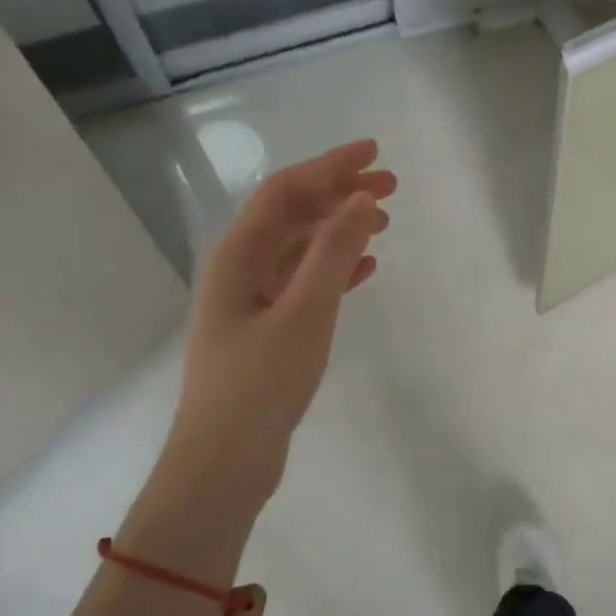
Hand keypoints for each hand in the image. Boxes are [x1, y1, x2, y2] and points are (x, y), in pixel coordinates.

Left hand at [168, 139, 395, 508]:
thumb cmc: (259, 384)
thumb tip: (362, 199)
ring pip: (301, 249)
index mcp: (238, 256)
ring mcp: (253, 301)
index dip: (330, 167)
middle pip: (294, 215)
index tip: (374, 154)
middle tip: (391, 186)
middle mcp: (241, 270)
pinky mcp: (268, 330)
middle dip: (339, 194)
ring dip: (341, 230)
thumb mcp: (304, 313)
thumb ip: (333, 253)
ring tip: (384, 222)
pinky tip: (366, 268)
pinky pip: (306, 283)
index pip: (286, 192)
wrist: (224, 461)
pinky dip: (336, 269)